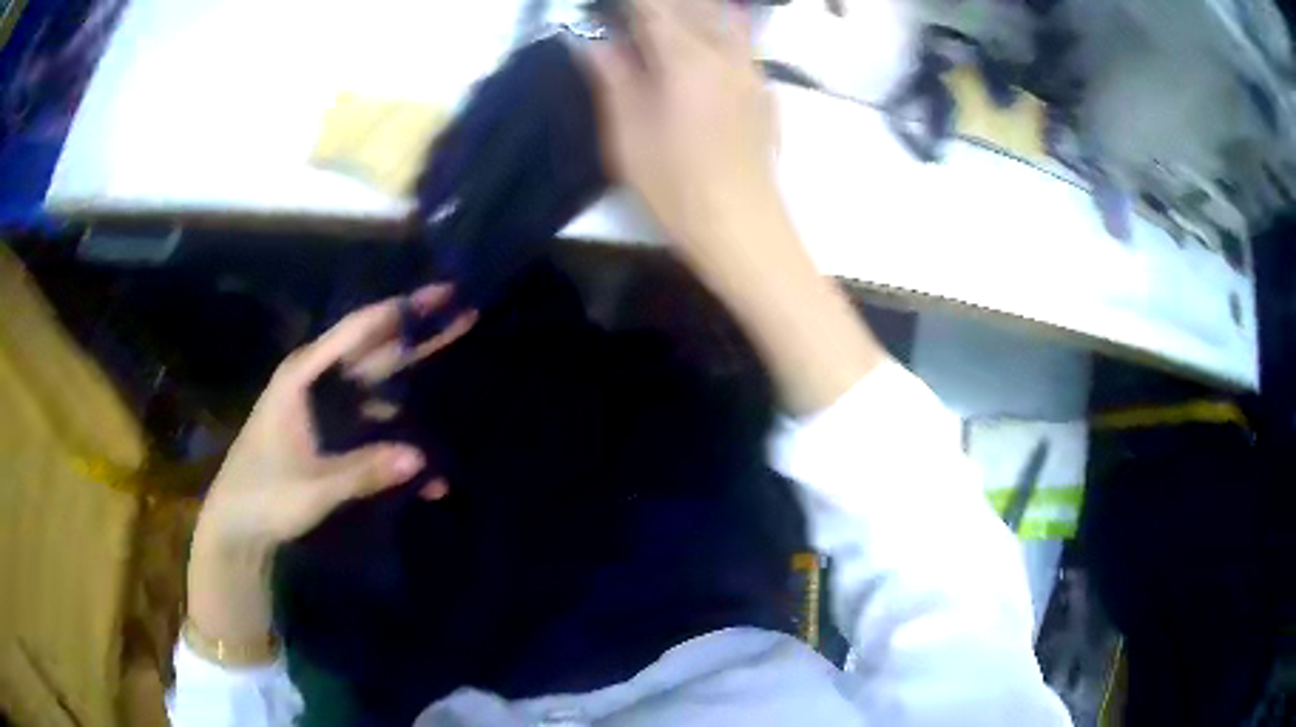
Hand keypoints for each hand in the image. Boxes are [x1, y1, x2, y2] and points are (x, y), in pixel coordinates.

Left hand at [187, 285, 474, 652]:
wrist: (237, 522)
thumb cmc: (265, 495)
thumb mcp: (312, 487)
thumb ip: (364, 471)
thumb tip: (423, 460)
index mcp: (305, 377)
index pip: (359, 332)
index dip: (403, 312)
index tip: (445, 293)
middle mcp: (319, 382)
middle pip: (375, 348)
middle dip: (419, 330)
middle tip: (462, 306)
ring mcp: (327, 407)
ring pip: (380, 384)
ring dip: (417, 381)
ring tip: (453, 367)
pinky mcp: (332, 433)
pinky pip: (375, 425)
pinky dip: (402, 441)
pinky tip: (431, 479)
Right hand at [589, 0, 778, 254]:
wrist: (743, 227)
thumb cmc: (677, 188)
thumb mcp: (628, 136)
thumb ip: (614, 79)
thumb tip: (594, 42)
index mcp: (686, 60)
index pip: (655, 8)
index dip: (632, 3)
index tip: (610, 7)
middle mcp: (725, 55)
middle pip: (695, 7)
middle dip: (663, 5)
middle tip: (635, 18)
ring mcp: (751, 72)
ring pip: (725, 20)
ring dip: (695, 12)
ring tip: (668, 24)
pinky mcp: (765, 93)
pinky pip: (743, 44)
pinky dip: (720, 31)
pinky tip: (705, 48)